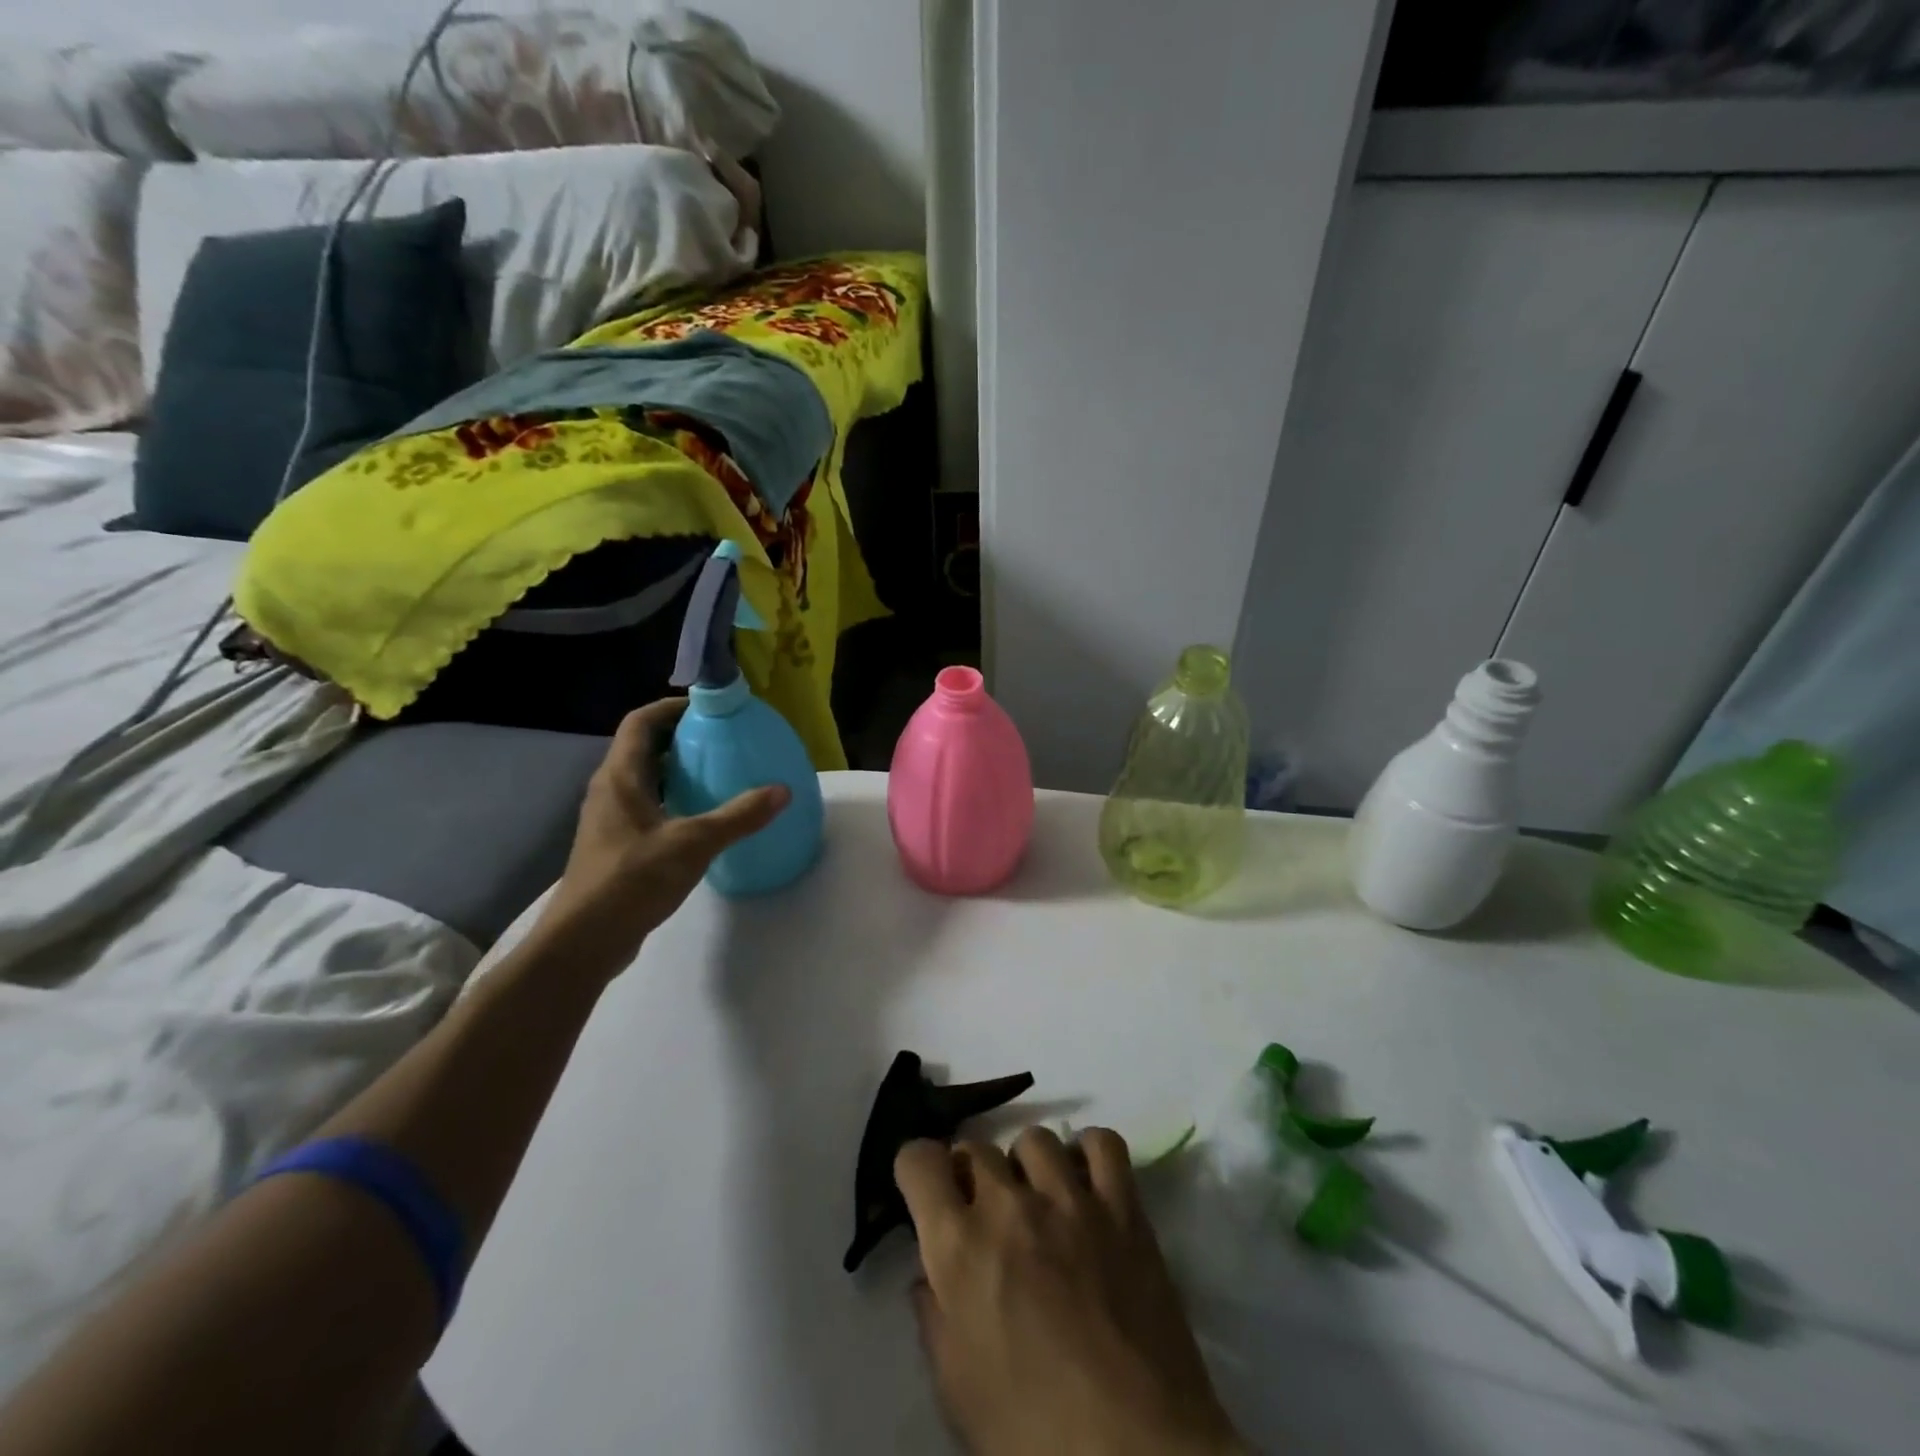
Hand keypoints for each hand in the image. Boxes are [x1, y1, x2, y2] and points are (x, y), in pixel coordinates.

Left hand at [538, 698, 788, 964]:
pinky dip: (674, 800)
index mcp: (620, 778)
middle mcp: (610, 791)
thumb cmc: (633, 879)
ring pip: (646, 780)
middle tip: (722, 739)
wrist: (585, 940)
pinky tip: (703, 818)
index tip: (708, 709)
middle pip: (643, 748)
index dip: (671, 708)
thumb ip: (739, 816)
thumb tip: (782, 790)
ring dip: (678, 771)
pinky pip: (648, 807)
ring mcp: (610, 820)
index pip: (640, 723)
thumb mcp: (694, 843)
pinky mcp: (617, 846)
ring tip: (719, 772)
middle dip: (681, 738)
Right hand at [897, 1128, 1244, 1455]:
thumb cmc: (1032, 1436)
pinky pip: (1103, 1144)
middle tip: (985, 1216)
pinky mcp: (1123, 1207)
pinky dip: (1089, 1153)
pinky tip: (1086, 1185)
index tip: (928, 1193)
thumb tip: (929, 1275)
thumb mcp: (957, 1390)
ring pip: (1034, 1140)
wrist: (1136, 1454)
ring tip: (1039, 1204)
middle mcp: (1009, 1206)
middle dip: (971, 1176)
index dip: (917, 1170)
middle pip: (976, 1148)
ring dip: (1026, 1167)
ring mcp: (1070, 1199)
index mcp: (959, 1247)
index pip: (919, 1159)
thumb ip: (934, 1319)